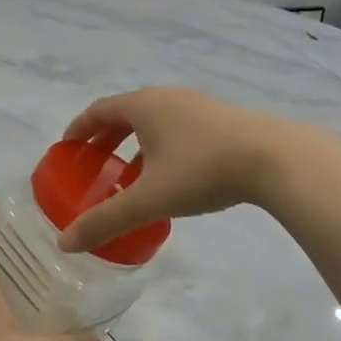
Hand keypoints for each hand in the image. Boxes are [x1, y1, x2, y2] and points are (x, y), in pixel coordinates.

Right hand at [56, 88, 309, 253]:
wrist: (274, 158)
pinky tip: (171, 176)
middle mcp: (167, 97)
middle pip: (125, 113)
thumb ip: (106, 220)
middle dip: (105, 138)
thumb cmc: (202, 171)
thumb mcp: (149, 199)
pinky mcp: (221, 119)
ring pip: (155, 121)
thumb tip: (66, 243)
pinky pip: (178, 127)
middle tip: (93, 165)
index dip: (78, 128)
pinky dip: (161, 147)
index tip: (66, 148)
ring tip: (129, 175)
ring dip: (135, 144)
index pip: (99, 110)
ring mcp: (197, 105)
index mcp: (143, 106)